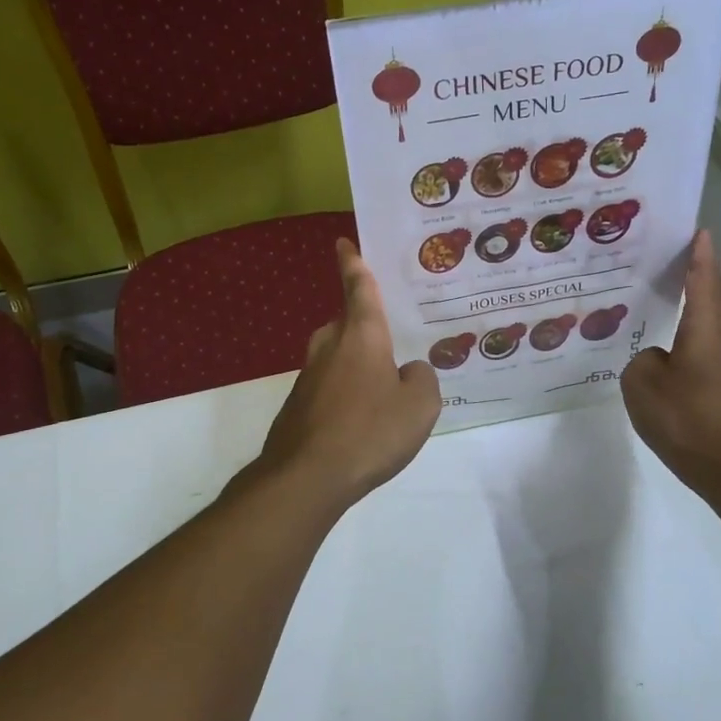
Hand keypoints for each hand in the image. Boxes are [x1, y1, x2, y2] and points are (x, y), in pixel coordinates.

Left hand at [254, 238, 440, 511]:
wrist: (307, 477)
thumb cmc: (370, 431)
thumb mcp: (420, 405)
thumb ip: (422, 379)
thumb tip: (409, 371)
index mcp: (361, 335)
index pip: (359, 288)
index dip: (353, 264)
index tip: (342, 243)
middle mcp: (330, 347)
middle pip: (346, 324)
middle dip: (364, 327)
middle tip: (390, 341)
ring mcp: (308, 377)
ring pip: (336, 358)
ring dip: (356, 366)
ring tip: (382, 390)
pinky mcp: (298, 407)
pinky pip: (328, 388)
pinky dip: (344, 395)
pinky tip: (361, 423)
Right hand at [621, 231, 720, 492]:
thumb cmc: (686, 417)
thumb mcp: (642, 384)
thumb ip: (643, 361)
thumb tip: (658, 360)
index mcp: (707, 324)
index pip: (704, 276)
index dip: (699, 253)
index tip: (696, 231)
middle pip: (716, 295)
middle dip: (699, 275)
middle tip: (673, 262)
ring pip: (718, 322)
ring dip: (699, 308)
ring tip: (670, 302)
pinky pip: (716, 347)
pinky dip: (699, 337)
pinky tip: (678, 351)